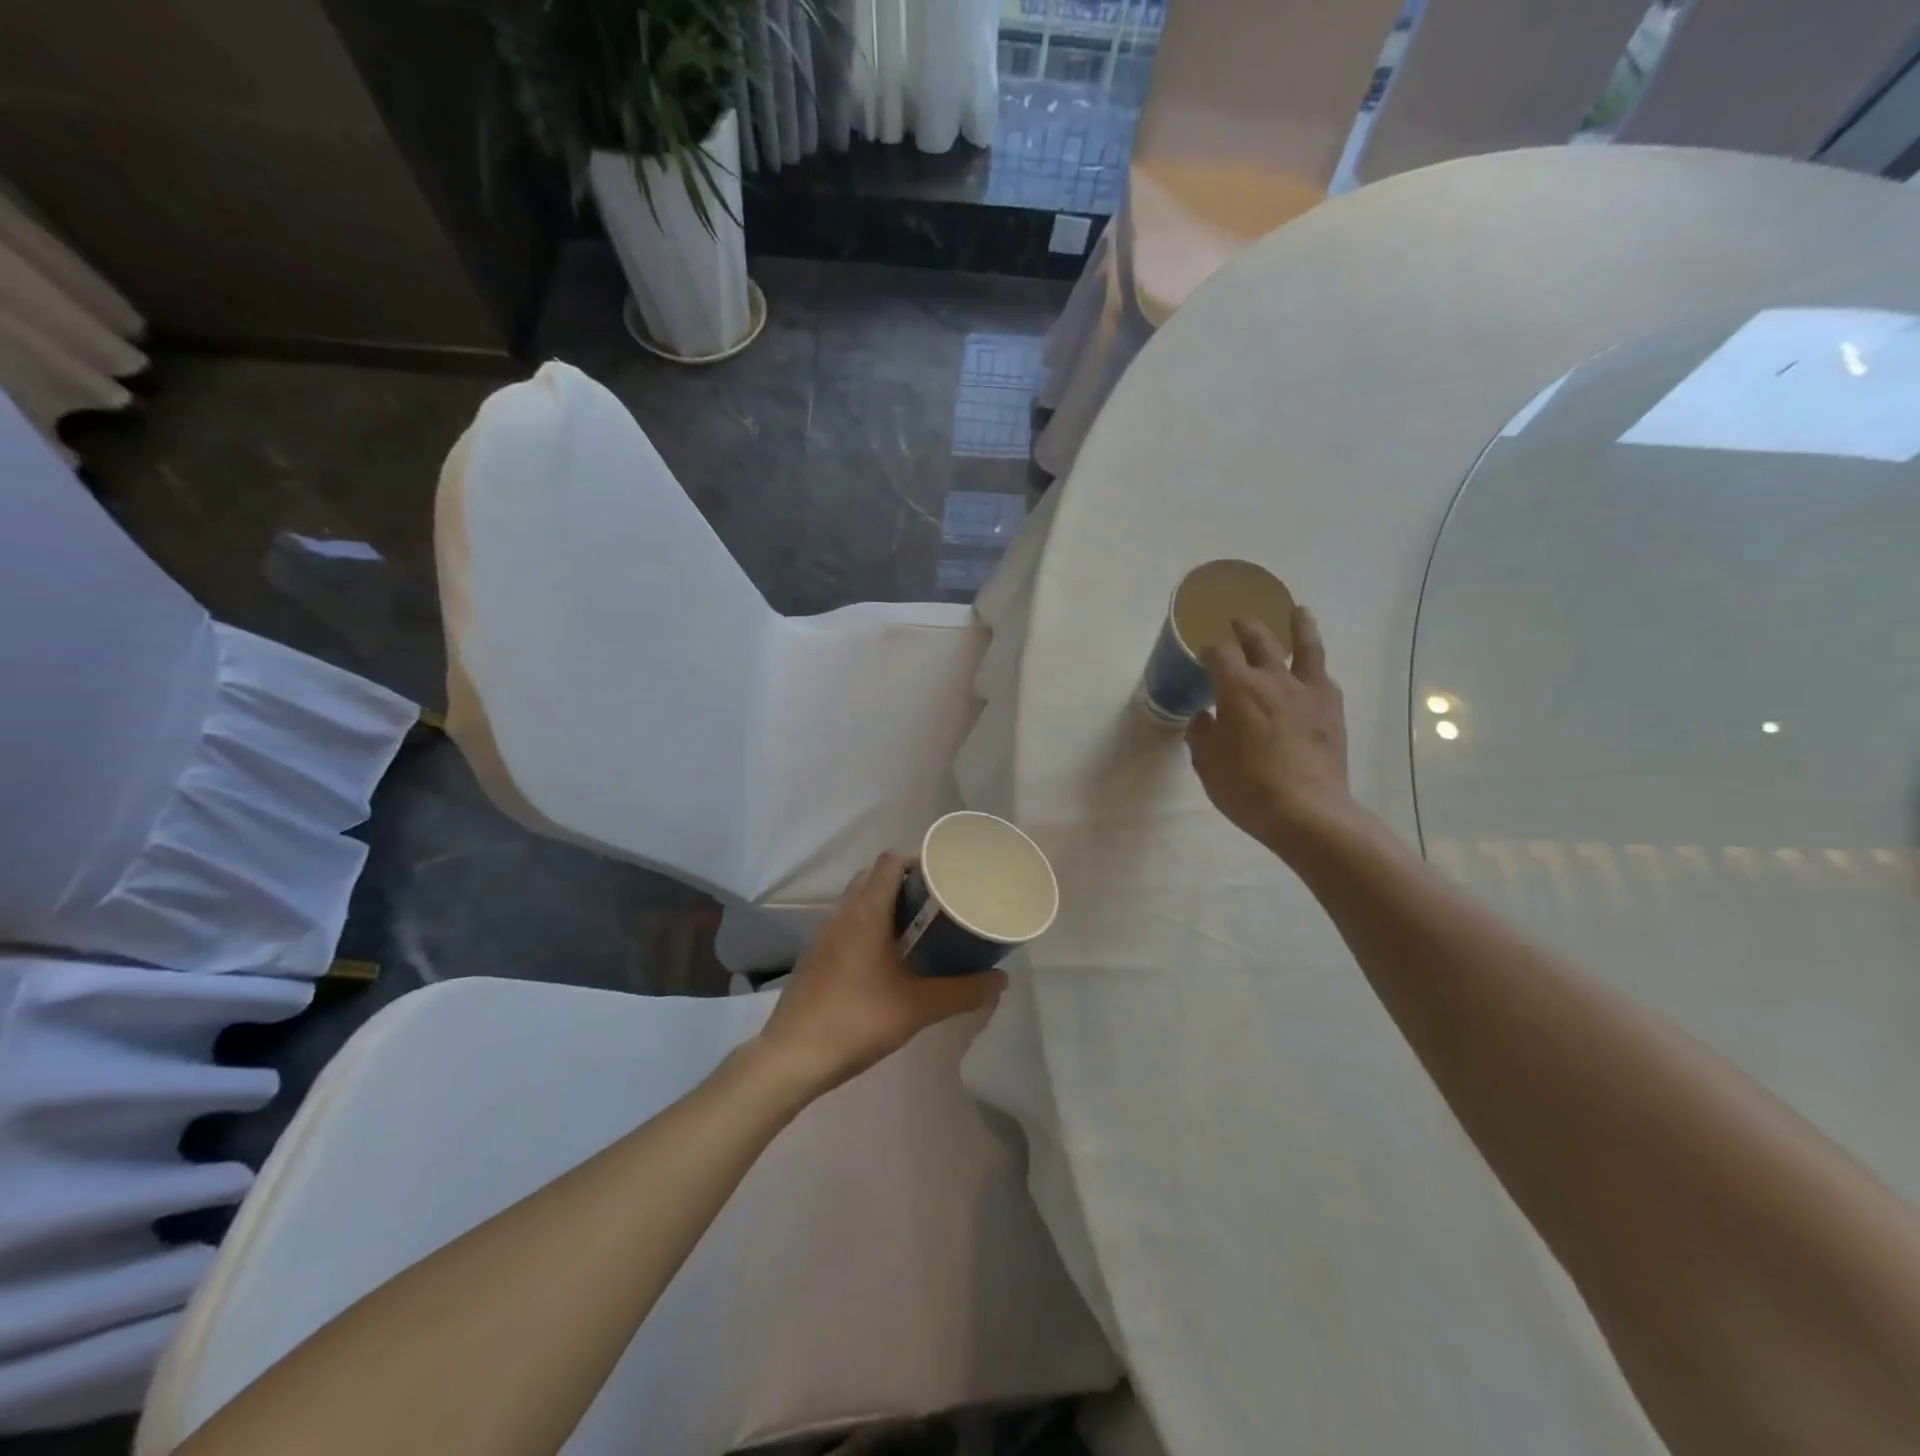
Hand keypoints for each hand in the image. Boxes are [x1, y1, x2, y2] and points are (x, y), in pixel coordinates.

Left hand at [756, 852, 1006, 1094]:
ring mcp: (823, 936)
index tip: (946, 876)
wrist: (792, 1057)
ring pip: (857, 902)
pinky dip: (868, 928)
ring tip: (918, 930)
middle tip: (938, 904)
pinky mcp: (815, 958)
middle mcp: (842, 914)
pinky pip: (846, 926)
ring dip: (886, 906)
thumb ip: (963, 992)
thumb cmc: (858, 1020)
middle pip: (874, 877)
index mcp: (866, 912)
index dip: (919, 860)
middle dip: (906, 883)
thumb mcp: (918, 1007)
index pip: (891, 862)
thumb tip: (1001, 980)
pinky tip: (887, 961)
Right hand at [1186, 606, 1353, 856]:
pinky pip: (1323, 677)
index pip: (1219, 653)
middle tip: (1238, 620)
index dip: (1209, 650)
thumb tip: (1205, 718)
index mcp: (1237, 688)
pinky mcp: (1332, 709)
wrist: (1305, 811)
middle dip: (1245, 627)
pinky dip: (1314, 669)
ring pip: (1305, 646)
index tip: (1203, 656)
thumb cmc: (1245, 787)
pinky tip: (1313, 672)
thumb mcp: (1207, 763)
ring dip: (1299, 626)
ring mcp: (1307, 691)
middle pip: (1259, 639)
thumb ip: (1202, 734)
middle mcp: (1272, 679)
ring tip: (1298, 612)